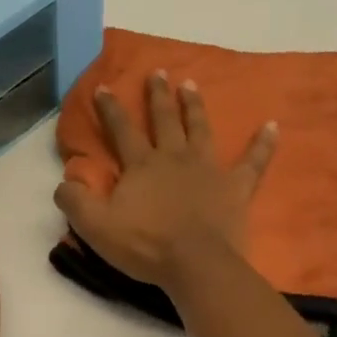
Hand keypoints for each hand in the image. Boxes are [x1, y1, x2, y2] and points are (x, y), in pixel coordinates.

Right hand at [54, 70, 277, 291]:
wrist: (195, 265)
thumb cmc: (145, 245)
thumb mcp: (95, 227)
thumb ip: (75, 201)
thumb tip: (63, 183)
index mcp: (142, 165)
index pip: (122, 130)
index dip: (111, 108)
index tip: (104, 86)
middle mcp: (174, 158)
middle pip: (164, 120)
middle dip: (158, 95)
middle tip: (158, 72)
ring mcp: (208, 169)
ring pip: (200, 129)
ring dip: (194, 106)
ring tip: (191, 84)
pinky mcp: (236, 187)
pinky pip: (253, 161)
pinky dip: (263, 144)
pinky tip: (273, 126)